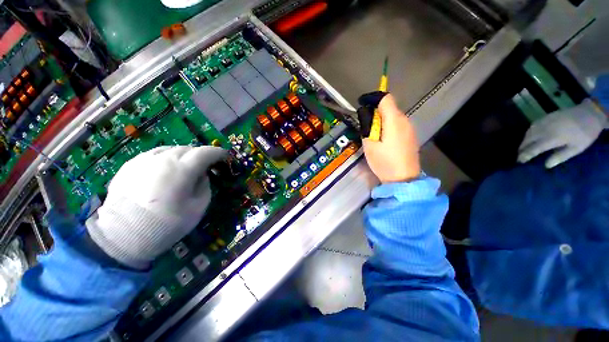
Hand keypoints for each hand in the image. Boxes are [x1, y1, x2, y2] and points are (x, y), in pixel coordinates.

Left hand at [86, 145, 226, 268]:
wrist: (122, 236)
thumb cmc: (167, 223)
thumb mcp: (198, 207)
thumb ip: (205, 185)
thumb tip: (202, 174)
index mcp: (182, 169)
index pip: (206, 152)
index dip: (218, 153)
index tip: (224, 156)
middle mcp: (163, 159)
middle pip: (189, 149)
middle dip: (201, 155)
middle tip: (205, 166)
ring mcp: (144, 160)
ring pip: (171, 149)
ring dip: (183, 156)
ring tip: (184, 168)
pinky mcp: (130, 165)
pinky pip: (154, 155)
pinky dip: (165, 159)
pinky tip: (163, 172)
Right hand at [359, 92, 420, 182]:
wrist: (404, 179)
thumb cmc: (384, 162)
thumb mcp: (369, 145)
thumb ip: (367, 127)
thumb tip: (367, 116)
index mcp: (394, 120)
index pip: (385, 98)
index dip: (373, 98)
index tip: (362, 105)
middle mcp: (405, 120)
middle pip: (390, 107)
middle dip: (376, 112)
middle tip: (366, 126)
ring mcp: (410, 128)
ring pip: (394, 116)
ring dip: (382, 120)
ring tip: (374, 135)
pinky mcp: (411, 136)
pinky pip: (399, 125)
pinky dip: (389, 127)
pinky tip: (384, 140)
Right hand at [518, 99, 607, 167]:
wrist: (589, 114)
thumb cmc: (585, 134)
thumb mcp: (577, 148)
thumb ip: (561, 156)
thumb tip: (546, 165)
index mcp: (552, 139)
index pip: (533, 149)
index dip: (525, 155)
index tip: (520, 161)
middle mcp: (544, 130)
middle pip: (528, 140)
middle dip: (522, 148)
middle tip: (519, 155)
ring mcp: (544, 122)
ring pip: (528, 133)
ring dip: (524, 140)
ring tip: (523, 147)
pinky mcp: (545, 117)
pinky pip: (532, 126)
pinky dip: (529, 133)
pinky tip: (530, 136)